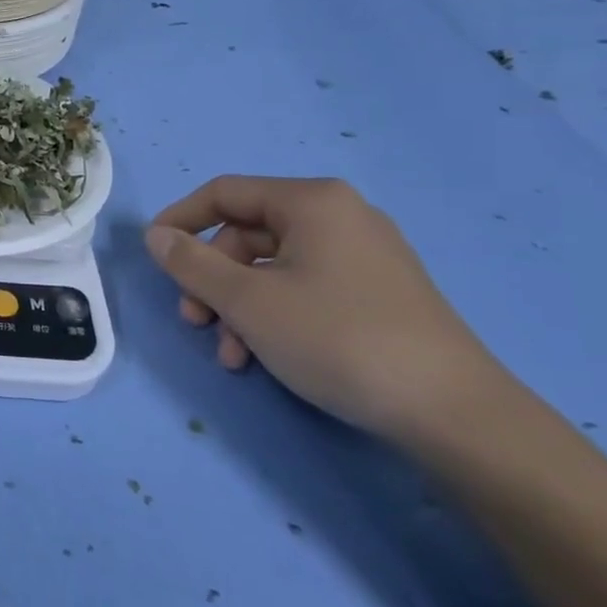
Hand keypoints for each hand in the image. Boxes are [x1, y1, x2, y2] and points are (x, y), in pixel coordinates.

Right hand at [146, 176, 503, 441]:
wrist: (453, 412)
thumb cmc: (337, 338)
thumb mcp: (247, 302)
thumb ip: (191, 263)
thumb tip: (156, 235)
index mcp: (312, 202)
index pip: (224, 193)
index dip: (180, 220)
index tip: (153, 255)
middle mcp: (340, 217)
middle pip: (246, 234)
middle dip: (211, 279)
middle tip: (193, 320)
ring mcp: (363, 256)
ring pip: (272, 268)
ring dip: (237, 306)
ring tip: (229, 353)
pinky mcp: (377, 292)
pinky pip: (304, 288)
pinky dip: (272, 315)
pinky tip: (261, 357)